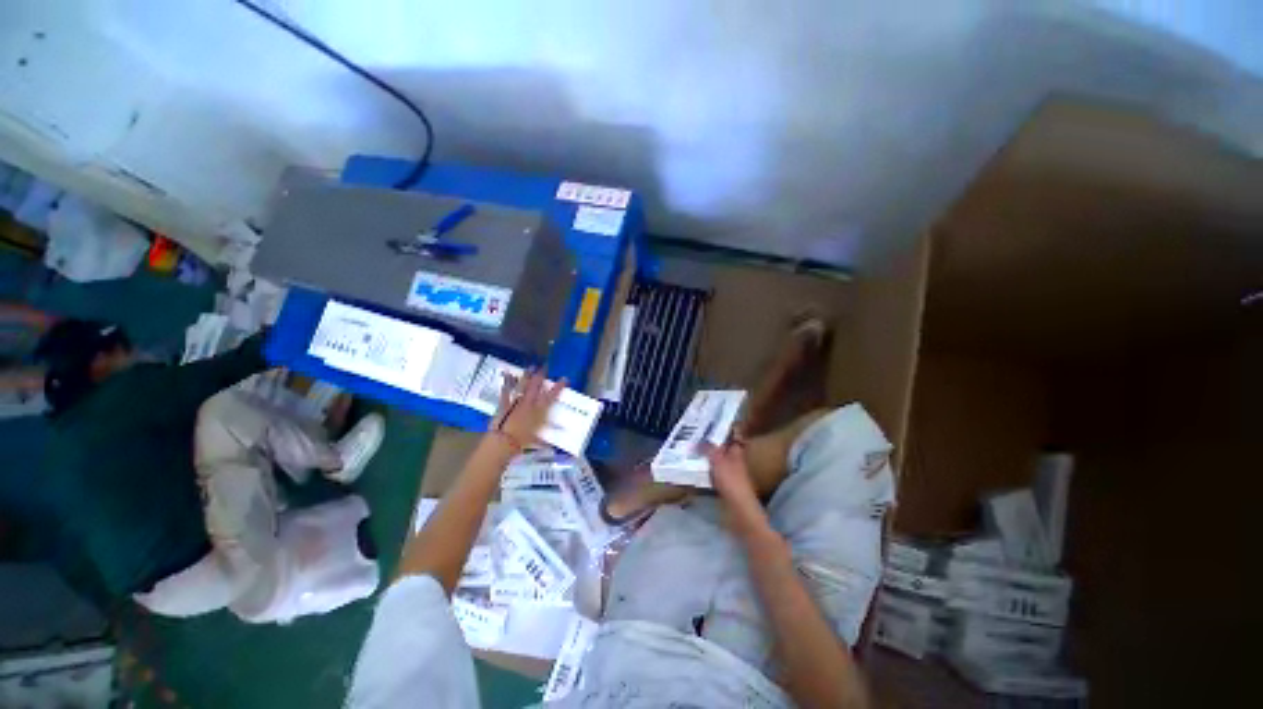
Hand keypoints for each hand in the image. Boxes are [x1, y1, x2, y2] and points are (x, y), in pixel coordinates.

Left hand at [490, 370, 564, 449]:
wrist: (503, 443)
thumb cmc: (523, 443)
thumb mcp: (537, 441)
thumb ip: (546, 441)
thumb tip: (555, 446)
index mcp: (539, 411)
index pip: (551, 396)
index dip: (558, 387)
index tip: (564, 378)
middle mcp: (529, 404)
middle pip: (536, 387)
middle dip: (541, 376)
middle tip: (545, 366)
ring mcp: (516, 402)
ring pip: (523, 386)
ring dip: (527, 376)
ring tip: (530, 366)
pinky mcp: (504, 404)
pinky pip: (506, 391)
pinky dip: (506, 383)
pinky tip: (507, 374)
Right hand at [701, 430, 768, 533]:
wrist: (739, 510)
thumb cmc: (731, 481)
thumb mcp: (718, 460)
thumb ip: (709, 449)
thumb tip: (699, 440)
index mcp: (737, 452)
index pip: (733, 436)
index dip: (724, 430)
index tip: (711, 425)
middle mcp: (735, 461)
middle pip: (724, 448)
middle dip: (712, 443)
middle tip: (697, 437)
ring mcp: (731, 474)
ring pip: (718, 460)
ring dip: (708, 457)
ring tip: (693, 451)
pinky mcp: (726, 486)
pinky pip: (714, 473)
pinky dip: (707, 470)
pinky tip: (697, 470)